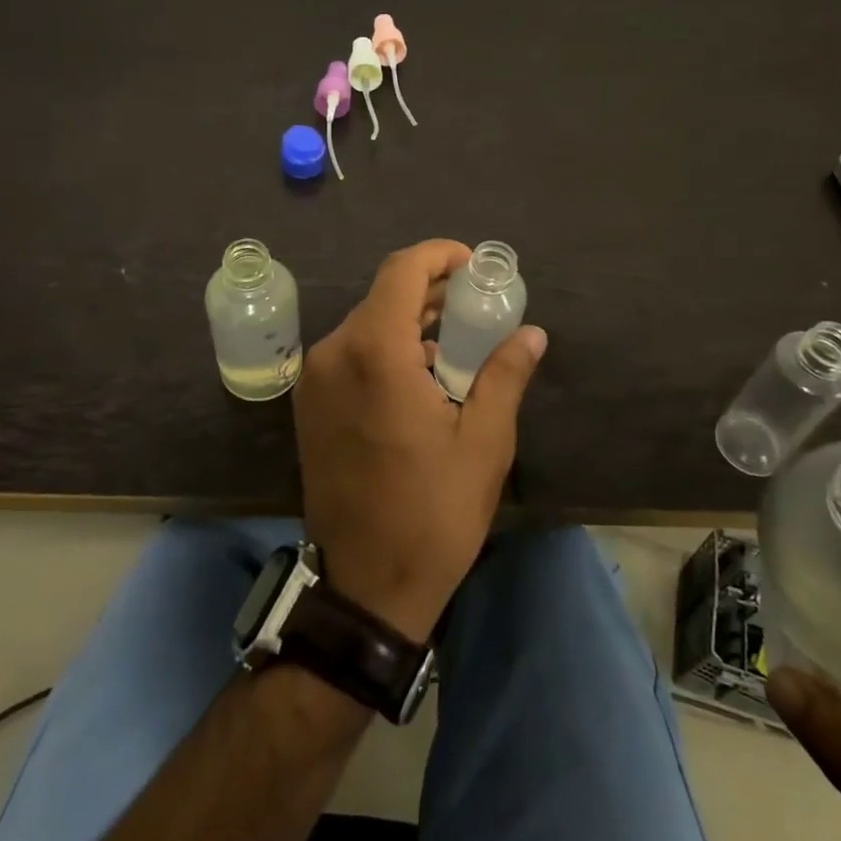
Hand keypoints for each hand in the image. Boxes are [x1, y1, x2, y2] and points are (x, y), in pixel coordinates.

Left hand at [291, 239, 546, 642]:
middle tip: (477, 306)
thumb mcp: (484, 442)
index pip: (402, 270)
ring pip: (367, 324)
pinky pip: (351, 353)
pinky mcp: (309, 404)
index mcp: (374, 352)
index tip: (475, 267)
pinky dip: (387, 347)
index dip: (440, 256)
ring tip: (458, 339)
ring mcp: (315, 379)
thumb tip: (531, 333)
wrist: (365, 584)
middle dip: (431, 290)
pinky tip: (422, 374)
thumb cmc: (432, 512)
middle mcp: (334, 353)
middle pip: (384, 295)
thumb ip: (505, 375)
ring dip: (410, 321)